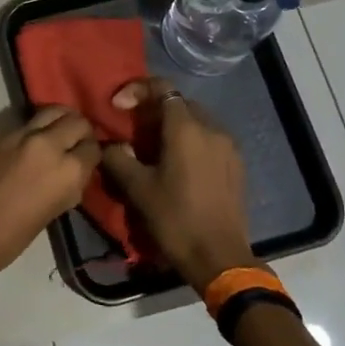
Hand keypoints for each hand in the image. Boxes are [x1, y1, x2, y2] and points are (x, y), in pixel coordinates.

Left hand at [0, 107, 99, 283]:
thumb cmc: (12, 237)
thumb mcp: (54, 212)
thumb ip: (69, 186)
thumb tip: (74, 172)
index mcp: (69, 171)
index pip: (93, 147)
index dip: (92, 154)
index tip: (87, 159)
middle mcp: (49, 145)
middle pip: (76, 121)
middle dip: (80, 131)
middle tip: (75, 142)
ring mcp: (21, 135)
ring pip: (51, 112)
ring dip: (59, 120)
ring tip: (56, 132)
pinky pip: (25, 124)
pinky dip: (33, 130)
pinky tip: (28, 145)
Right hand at [102, 79, 253, 289]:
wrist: (219, 257)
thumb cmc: (175, 219)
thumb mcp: (137, 188)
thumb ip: (117, 158)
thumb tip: (109, 145)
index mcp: (187, 129)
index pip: (162, 88)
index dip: (136, 90)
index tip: (117, 107)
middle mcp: (212, 129)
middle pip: (179, 103)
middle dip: (153, 109)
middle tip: (132, 130)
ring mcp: (228, 147)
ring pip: (196, 122)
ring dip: (172, 127)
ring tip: (152, 150)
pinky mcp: (236, 165)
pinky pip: (209, 141)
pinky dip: (190, 143)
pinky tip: (177, 167)